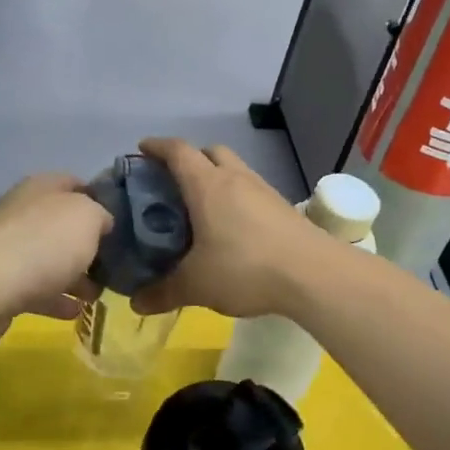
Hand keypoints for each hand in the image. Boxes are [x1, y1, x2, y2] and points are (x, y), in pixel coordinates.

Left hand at [0, 173, 110, 331]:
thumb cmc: (44, 243)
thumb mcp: (87, 217)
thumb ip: (100, 215)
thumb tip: (101, 222)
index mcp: (42, 187)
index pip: (75, 183)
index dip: (98, 199)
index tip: (120, 222)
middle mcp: (23, 212)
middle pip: (61, 225)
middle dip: (87, 244)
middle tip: (112, 265)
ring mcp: (8, 248)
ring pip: (49, 258)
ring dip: (74, 276)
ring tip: (97, 295)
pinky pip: (35, 289)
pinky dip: (55, 299)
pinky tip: (74, 313)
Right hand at [131, 139, 322, 318]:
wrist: (313, 274)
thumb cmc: (245, 268)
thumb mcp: (196, 285)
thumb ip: (164, 292)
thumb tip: (136, 303)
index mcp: (207, 185)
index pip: (178, 151)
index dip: (157, 146)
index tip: (142, 150)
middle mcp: (235, 178)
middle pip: (209, 152)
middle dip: (189, 159)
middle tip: (172, 182)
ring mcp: (263, 190)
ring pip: (234, 169)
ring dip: (216, 177)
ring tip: (202, 207)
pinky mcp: (283, 207)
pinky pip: (251, 190)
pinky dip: (236, 197)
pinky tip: (232, 227)